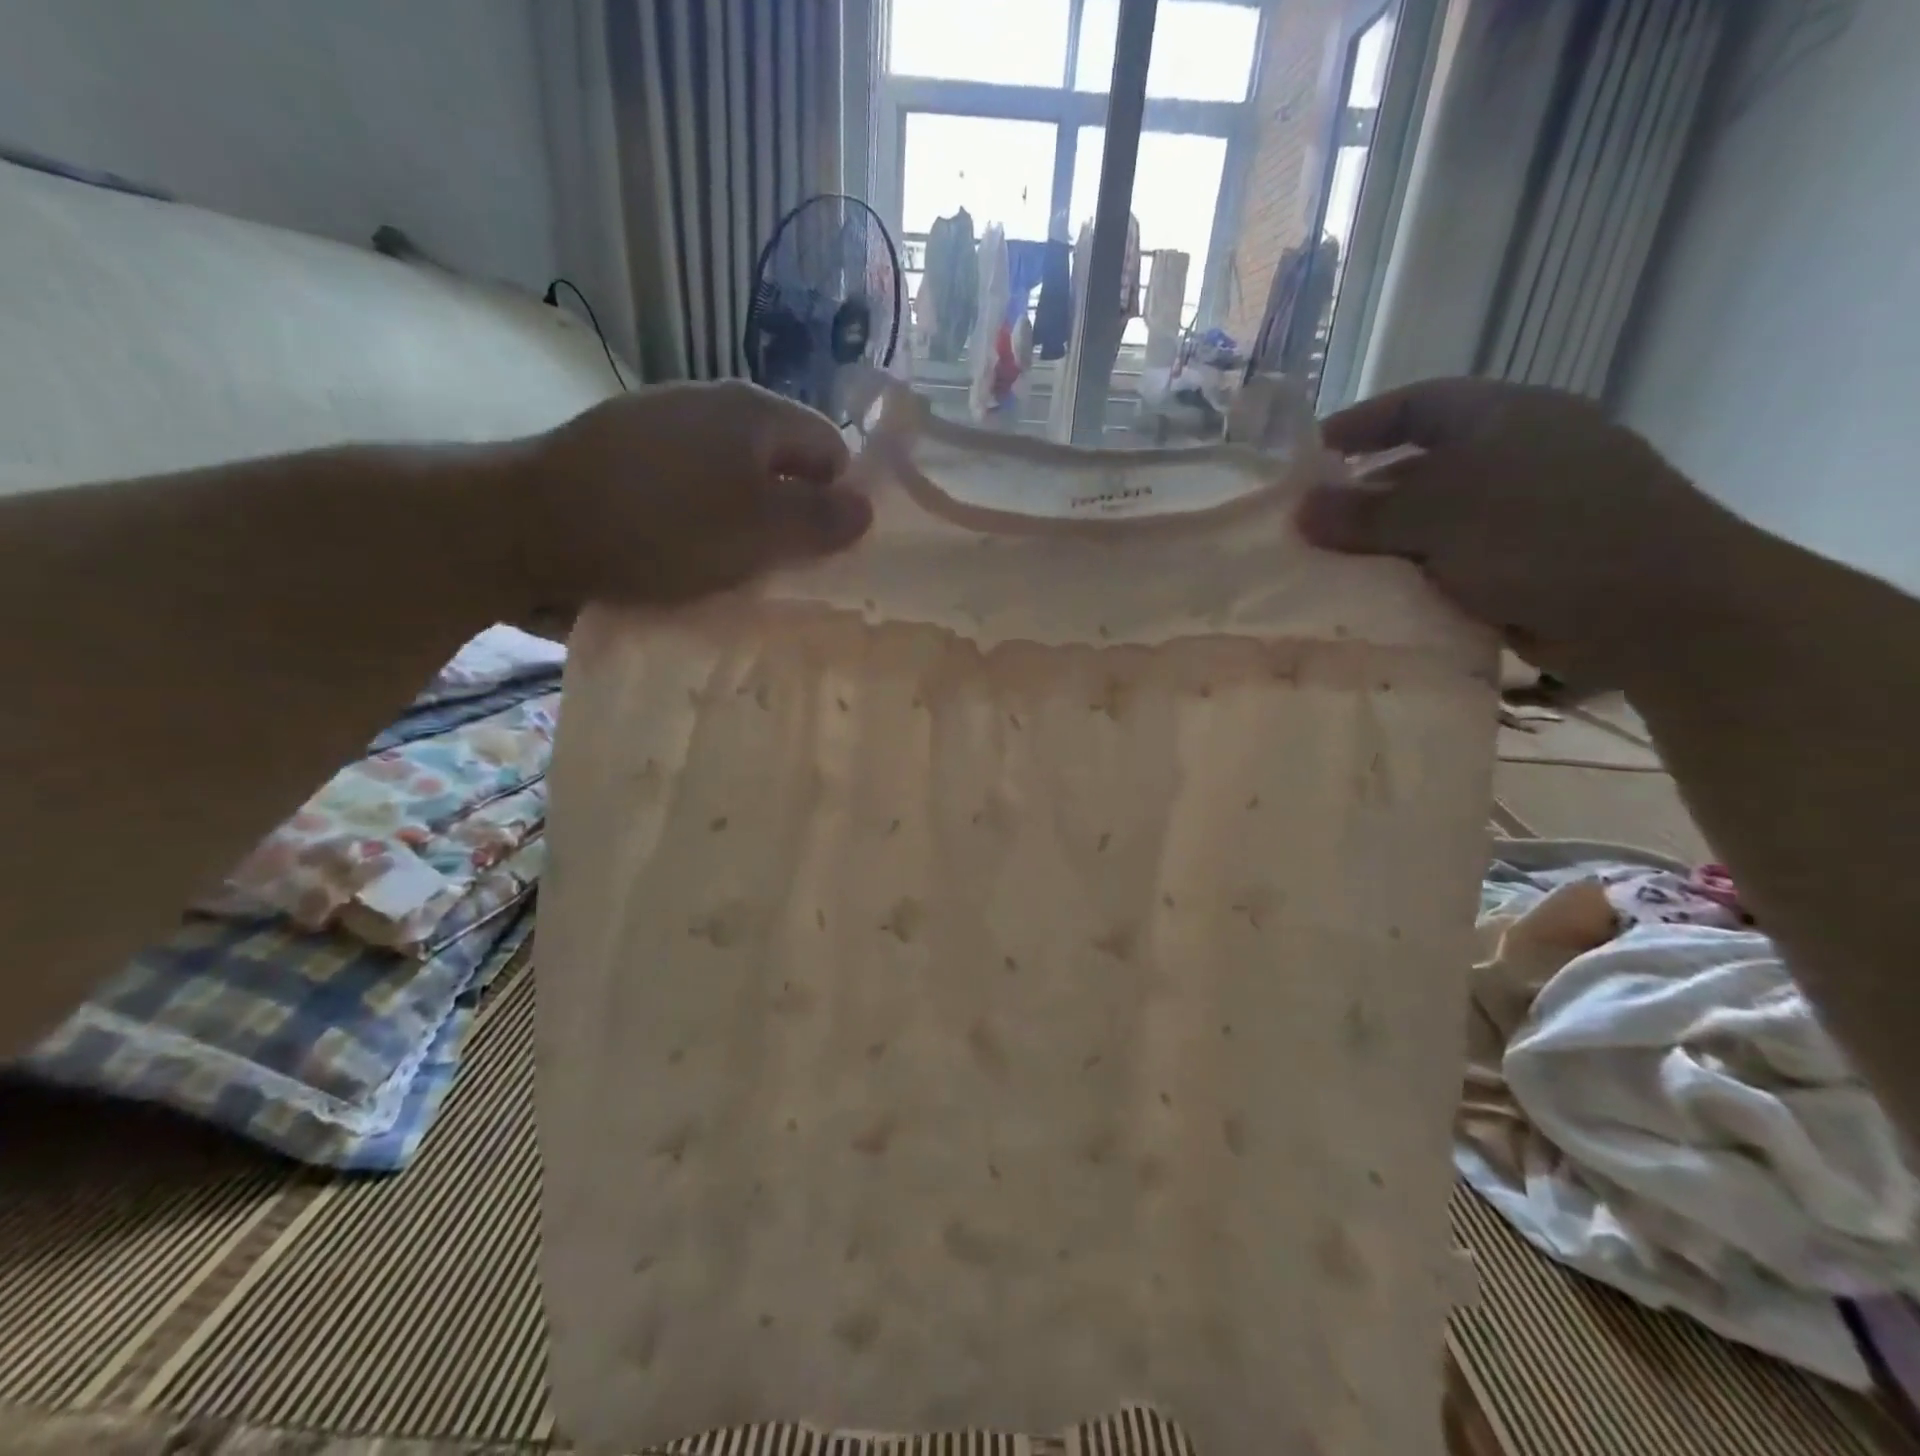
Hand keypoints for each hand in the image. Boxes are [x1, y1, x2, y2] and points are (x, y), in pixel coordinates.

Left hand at [518, 380, 872, 609]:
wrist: (524, 526)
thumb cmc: (660, 528)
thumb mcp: (757, 531)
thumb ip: (820, 520)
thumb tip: (866, 508)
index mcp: (754, 413)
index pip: (831, 450)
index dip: (837, 501)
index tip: (821, 553)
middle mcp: (712, 404)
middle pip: (781, 464)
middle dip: (789, 516)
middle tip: (779, 569)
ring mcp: (663, 425)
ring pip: (734, 480)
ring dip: (743, 524)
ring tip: (729, 569)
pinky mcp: (625, 453)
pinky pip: (689, 488)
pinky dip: (699, 520)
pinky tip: (680, 554)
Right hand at [1296, 378, 1739, 685]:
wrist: (1657, 609)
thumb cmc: (1542, 535)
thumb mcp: (1438, 514)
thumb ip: (1363, 513)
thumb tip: (1299, 511)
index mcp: (1502, 418)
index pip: (1414, 405)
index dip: (1357, 425)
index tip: (1306, 458)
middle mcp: (1515, 456)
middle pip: (1419, 468)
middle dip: (1362, 498)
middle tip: (1308, 530)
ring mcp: (1527, 512)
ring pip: (1433, 523)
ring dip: (1385, 546)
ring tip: (1331, 574)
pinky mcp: (1531, 564)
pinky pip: (1453, 564)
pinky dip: (1417, 579)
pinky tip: (1380, 603)